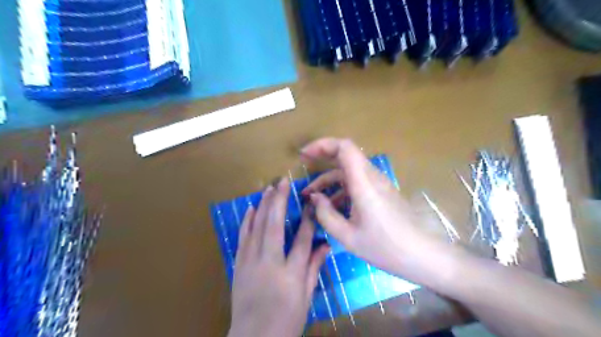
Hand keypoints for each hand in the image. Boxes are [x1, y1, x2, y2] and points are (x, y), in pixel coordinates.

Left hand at [228, 179, 327, 336]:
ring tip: (268, 188)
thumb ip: (314, 268)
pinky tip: (250, 208)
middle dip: (279, 201)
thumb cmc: (285, 320)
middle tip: (283, 182)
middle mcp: (269, 263)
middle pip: (275, 226)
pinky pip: (243, 237)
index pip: (302, 240)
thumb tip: (326, 245)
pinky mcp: (239, 264)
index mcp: (290, 274)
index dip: (307, 219)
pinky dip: (247, 221)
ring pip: (257, 227)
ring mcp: (251, 262)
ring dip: (263, 205)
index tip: (310, 202)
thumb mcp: (306, 297)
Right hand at [301, 138, 449, 282]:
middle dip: (322, 156)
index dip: (322, 145)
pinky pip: (356, 182)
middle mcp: (371, 177)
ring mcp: (378, 183)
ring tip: (312, 196)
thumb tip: (313, 198)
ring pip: (349, 170)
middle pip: (346, 154)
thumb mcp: (348, 236)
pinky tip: (332, 206)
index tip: (304, 155)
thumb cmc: (385, 247)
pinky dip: (340, 188)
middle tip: (304, 164)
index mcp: (363, 183)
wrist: (421, 255)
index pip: (344, 148)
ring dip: (329, 178)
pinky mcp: (381, 192)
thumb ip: (326, 215)